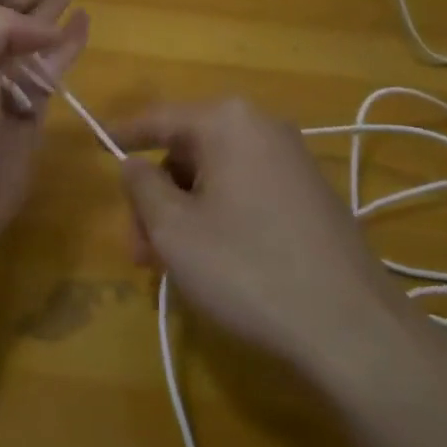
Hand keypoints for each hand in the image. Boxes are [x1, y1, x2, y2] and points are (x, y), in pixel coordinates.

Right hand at [114, 99, 404, 379]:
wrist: (351, 328)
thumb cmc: (247, 268)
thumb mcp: (175, 229)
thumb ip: (142, 186)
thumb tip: (133, 164)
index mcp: (228, 122)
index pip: (160, 118)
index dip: (123, 134)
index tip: (95, 144)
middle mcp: (263, 128)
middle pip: (187, 152)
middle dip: (155, 198)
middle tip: (137, 248)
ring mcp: (292, 162)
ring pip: (215, 178)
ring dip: (183, 214)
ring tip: (167, 267)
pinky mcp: (309, 197)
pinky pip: (245, 193)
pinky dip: (216, 218)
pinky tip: (208, 262)